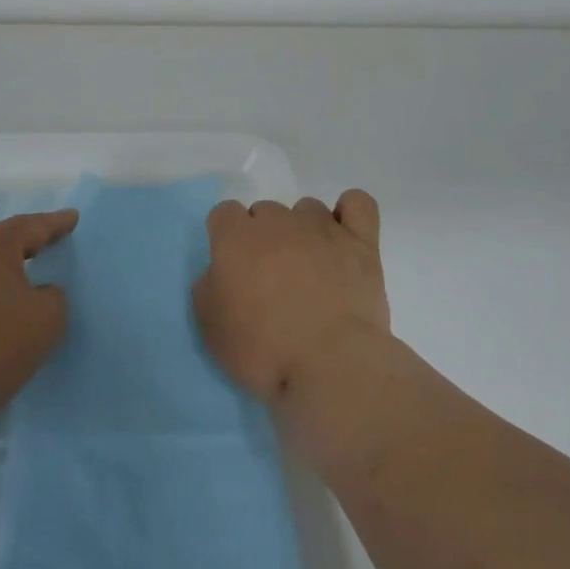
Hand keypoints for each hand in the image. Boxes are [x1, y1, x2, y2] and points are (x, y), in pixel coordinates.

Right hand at [194, 190, 389, 405]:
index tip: (233, 270)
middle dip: (264, 238)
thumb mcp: (210, 326)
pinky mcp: (361, 242)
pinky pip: (358, 203)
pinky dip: (350, 212)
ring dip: (303, 231)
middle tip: (271, 279)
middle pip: (265, 211)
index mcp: (236, 237)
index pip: (224, 213)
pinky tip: (345, 235)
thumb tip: (221, 273)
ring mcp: (322, 227)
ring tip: (311, 269)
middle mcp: (278, 221)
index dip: (226, 240)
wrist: (330, 365)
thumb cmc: (263, 350)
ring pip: (307, 209)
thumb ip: (208, 287)